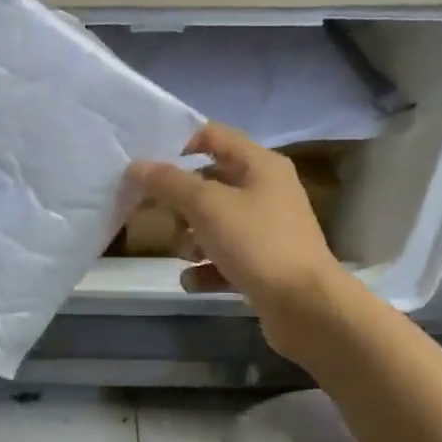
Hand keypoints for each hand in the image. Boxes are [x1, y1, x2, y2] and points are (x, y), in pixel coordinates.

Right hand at [125, 121, 347, 361]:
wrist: (305, 305)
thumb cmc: (256, 243)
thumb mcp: (206, 206)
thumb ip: (169, 183)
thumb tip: (136, 165)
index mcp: (259, 165)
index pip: (213, 136)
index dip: (178, 143)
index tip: (146, 165)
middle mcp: (266, 191)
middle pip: (210, 183)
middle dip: (179, 200)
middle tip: (151, 212)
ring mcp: (266, 230)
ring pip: (214, 224)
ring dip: (190, 238)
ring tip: (184, 254)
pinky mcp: (263, 265)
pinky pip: (223, 259)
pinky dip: (206, 268)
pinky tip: (193, 280)